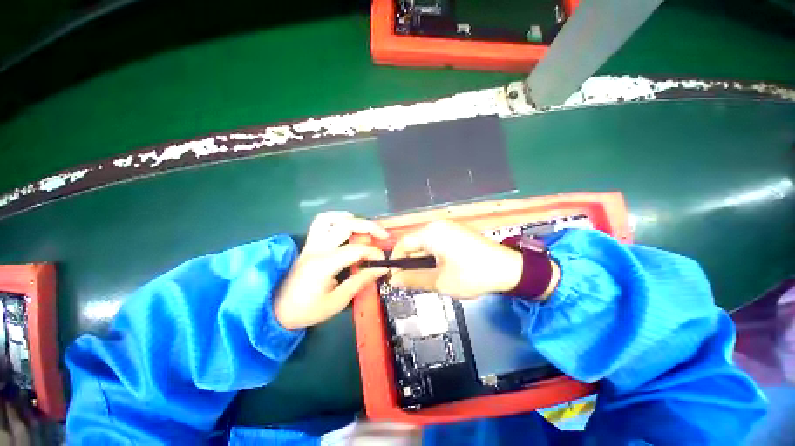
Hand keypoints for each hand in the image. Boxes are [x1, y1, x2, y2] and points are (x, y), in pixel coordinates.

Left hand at [275, 212, 388, 329]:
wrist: (277, 311)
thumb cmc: (307, 310)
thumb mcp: (337, 301)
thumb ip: (359, 282)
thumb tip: (381, 269)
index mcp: (323, 265)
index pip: (355, 250)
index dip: (373, 252)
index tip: (383, 261)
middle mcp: (317, 249)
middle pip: (345, 225)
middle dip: (369, 227)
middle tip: (383, 236)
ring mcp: (311, 244)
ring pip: (330, 218)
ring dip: (350, 219)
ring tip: (365, 228)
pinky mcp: (309, 244)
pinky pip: (321, 222)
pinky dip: (337, 219)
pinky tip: (347, 226)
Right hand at [389, 220, 522, 298]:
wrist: (510, 269)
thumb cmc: (472, 275)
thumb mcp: (439, 281)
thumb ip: (413, 279)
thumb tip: (392, 279)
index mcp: (431, 233)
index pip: (403, 243)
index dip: (396, 260)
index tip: (395, 277)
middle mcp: (438, 225)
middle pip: (415, 243)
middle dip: (411, 263)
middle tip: (411, 282)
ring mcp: (449, 227)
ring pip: (426, 244)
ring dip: (422, 261)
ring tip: (427, 278)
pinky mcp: (457, 232)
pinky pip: (437, 243)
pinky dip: (433, 256)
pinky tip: (439, 269)